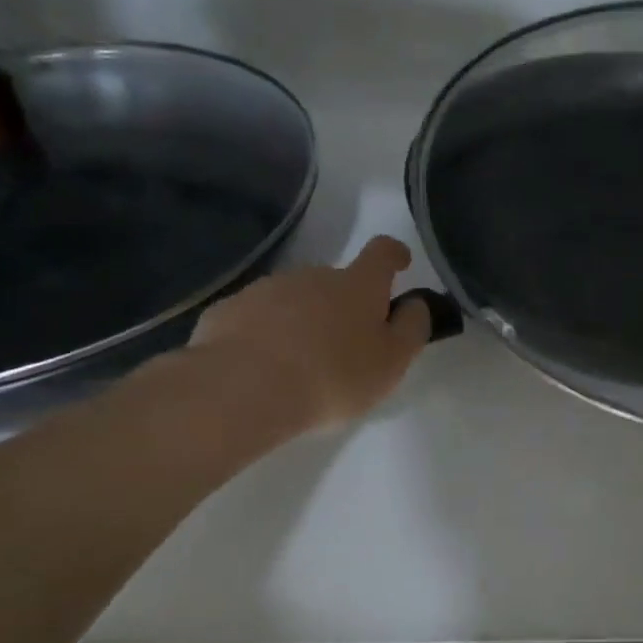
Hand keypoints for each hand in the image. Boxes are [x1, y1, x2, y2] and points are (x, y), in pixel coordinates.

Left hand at [172, 236, 433, 435]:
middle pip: (336, 281)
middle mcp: (312, 275)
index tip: (400, 263)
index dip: (394, 254)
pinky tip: (262, 368)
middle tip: (345, 346)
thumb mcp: (391, 363)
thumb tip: (415, 304)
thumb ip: (411, 329)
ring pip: (294, 299)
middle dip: (343, 305)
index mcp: (357, 285)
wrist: (242, 389)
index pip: (382, 253)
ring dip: (303, 320)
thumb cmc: (333, 377)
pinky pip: (256, 318)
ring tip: (300, 364)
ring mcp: (266, 289)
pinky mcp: (227, 310)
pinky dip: (265, 334)